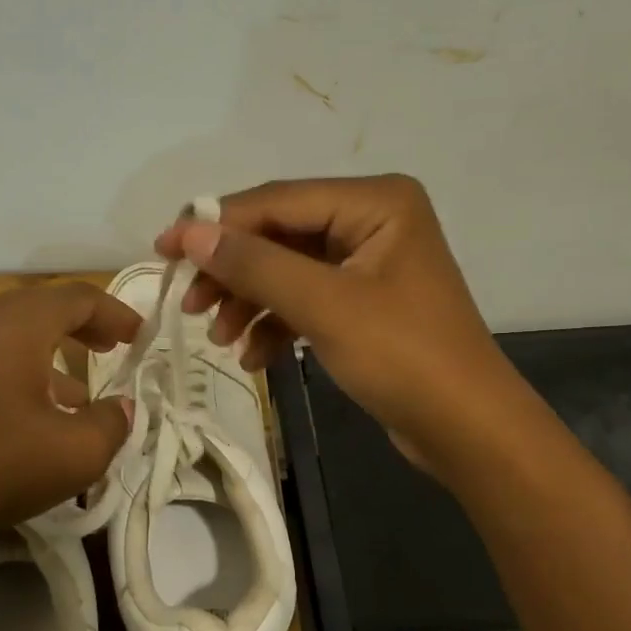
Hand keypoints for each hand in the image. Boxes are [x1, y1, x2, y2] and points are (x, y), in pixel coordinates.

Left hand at [0, 282, 139, 546]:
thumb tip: (121, 408)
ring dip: (45, 356)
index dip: (115, 313)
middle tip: (108, 348)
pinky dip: (11, 375)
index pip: (77, 298)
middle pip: (37, 309)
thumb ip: (112, 424)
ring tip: (72, 395)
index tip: (139, 336)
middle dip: (79, 328)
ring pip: (5, 337)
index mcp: (16, 325)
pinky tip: (19, 418)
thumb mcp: (75, 454)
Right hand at [155, 175, 509, 465]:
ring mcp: (368, 263)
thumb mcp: (324, 306)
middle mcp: (372, 220)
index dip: (216, 224)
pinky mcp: (364, 302)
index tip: (163, 250)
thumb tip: (190, 233)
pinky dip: (277, 324)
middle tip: (189, 303)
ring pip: (287, 270)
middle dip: (233, 271)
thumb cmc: (403, 357)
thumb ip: (255, 264)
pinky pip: (306, 300)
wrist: (467, 430)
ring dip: (250, 302)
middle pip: (279, 235)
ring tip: (220, 337)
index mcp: (375, 202)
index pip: (278, 201)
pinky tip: (255, 357)